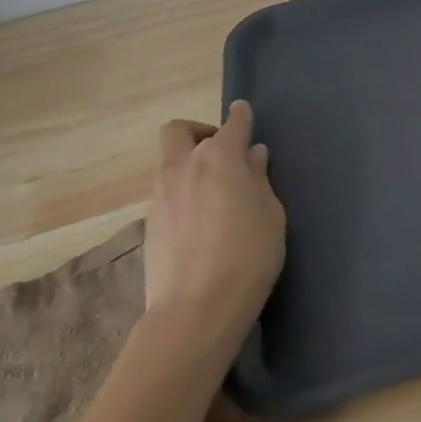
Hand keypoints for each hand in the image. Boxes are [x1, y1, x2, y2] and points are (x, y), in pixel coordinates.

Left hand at [145, 101, 286, 345]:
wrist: (195, 310)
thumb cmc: (248, 254)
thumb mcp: (270, 214)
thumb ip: (258, 179)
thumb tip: (251, 156)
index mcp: (220, 158)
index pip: (232, 125)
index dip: (240, 117)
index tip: (244, 112)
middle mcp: (184, 168)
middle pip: (179, 132)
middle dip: (199, 131)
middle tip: (222, 151)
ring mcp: (160, 196)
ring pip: (170, 164)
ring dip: (189, 165)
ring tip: (215, 190)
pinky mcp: (149, 225)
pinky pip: (166, 194)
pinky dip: (182, 194)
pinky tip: (201, 219)